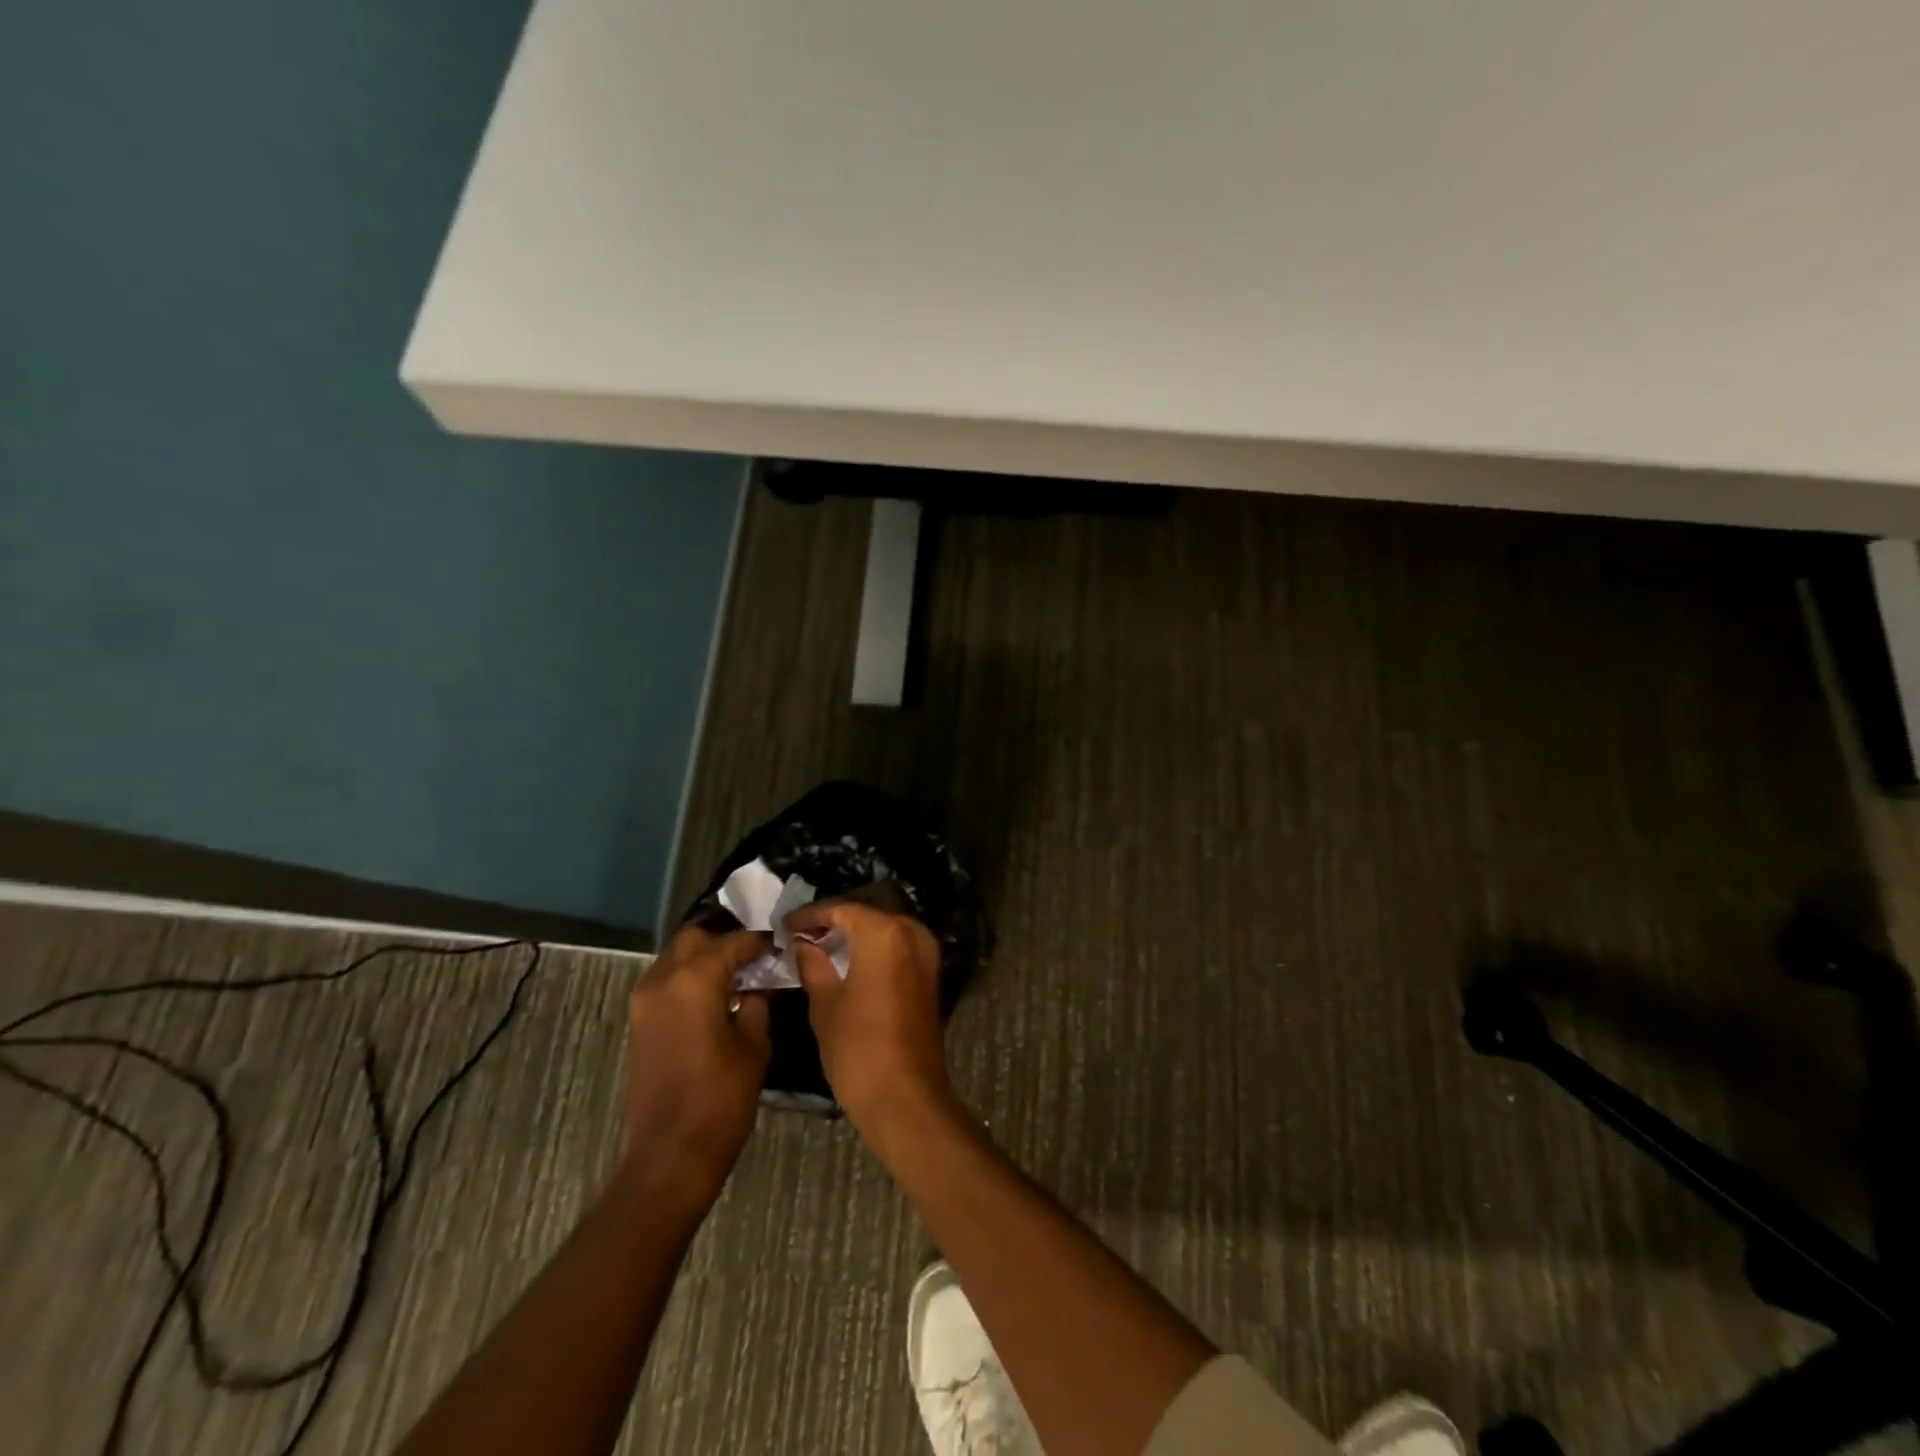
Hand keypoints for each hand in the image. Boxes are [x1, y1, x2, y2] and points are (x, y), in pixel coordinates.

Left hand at [621, 926, 771, 1209]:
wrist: (670, 1155)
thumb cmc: (721, 1098)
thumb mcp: (754, 1044)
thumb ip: (757, 1002)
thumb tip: (759, 984)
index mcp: (694, 979)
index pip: (732, 942)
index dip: (759, 942)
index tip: (780, 945)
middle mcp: (662, 980)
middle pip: (694, 938)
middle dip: (725, 940)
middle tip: (755, 956)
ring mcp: (644, 1002)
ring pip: (675, 957)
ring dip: (704, 958)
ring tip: (738, 974)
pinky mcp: (639, 1023)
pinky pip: (666, 981)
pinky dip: (689, 977)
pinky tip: (716, 996)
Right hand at [786, 902, 950, 1135]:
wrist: (905, 1097)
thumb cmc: (858, 1047)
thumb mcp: (825, 1003)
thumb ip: (812, 964)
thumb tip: (802, 943)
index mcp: (884, 933)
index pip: (842, 910)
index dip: (811, 916)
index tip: (785, 926)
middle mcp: (911, 933)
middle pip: (866, 916)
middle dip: (834, 923)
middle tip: (801, 936)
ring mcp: (926, 954)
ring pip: (884, 931)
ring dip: (855, 937)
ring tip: (819, 948)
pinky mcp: (930, 976)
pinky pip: (898, 949)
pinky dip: (874, 951)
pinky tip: (848, 964)